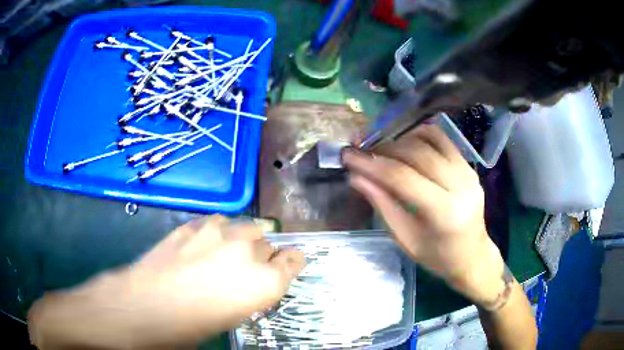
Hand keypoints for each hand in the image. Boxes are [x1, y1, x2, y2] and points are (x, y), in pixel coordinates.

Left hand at [28, 216, 304, 348]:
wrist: (145, 305)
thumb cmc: (192, 326)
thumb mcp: (233, 316)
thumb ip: (251, 293)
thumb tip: (251, 284)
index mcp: (265, 281)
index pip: (294, 260)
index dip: (292, 262)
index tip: (289, 264)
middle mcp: (248, 251)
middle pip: (269, 242)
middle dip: (265, 254)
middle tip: (250, 268)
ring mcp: (218, 233)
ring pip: (244, 225)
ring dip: (242, 237)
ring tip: (229, 250)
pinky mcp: (192, 226)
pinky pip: (216, 222)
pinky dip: (217, 231)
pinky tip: (205, 241)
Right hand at [343, 124, 505, 304]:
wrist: (472, 255)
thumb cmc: (437, 256)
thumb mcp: (405, 237)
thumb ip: (382, 204)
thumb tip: (355, 177)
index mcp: (444, 212)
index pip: (403, 177)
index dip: (371, 164)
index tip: (348, 156)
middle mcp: (460, 185)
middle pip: (416, 153)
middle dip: (383, 149)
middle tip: (362, 153)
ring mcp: (468, 172)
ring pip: (430, 140)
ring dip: (400, 140)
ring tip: (382, 151)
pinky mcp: (469, 166)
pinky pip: (442, 140)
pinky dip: (420, 136)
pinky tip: (406, 145)